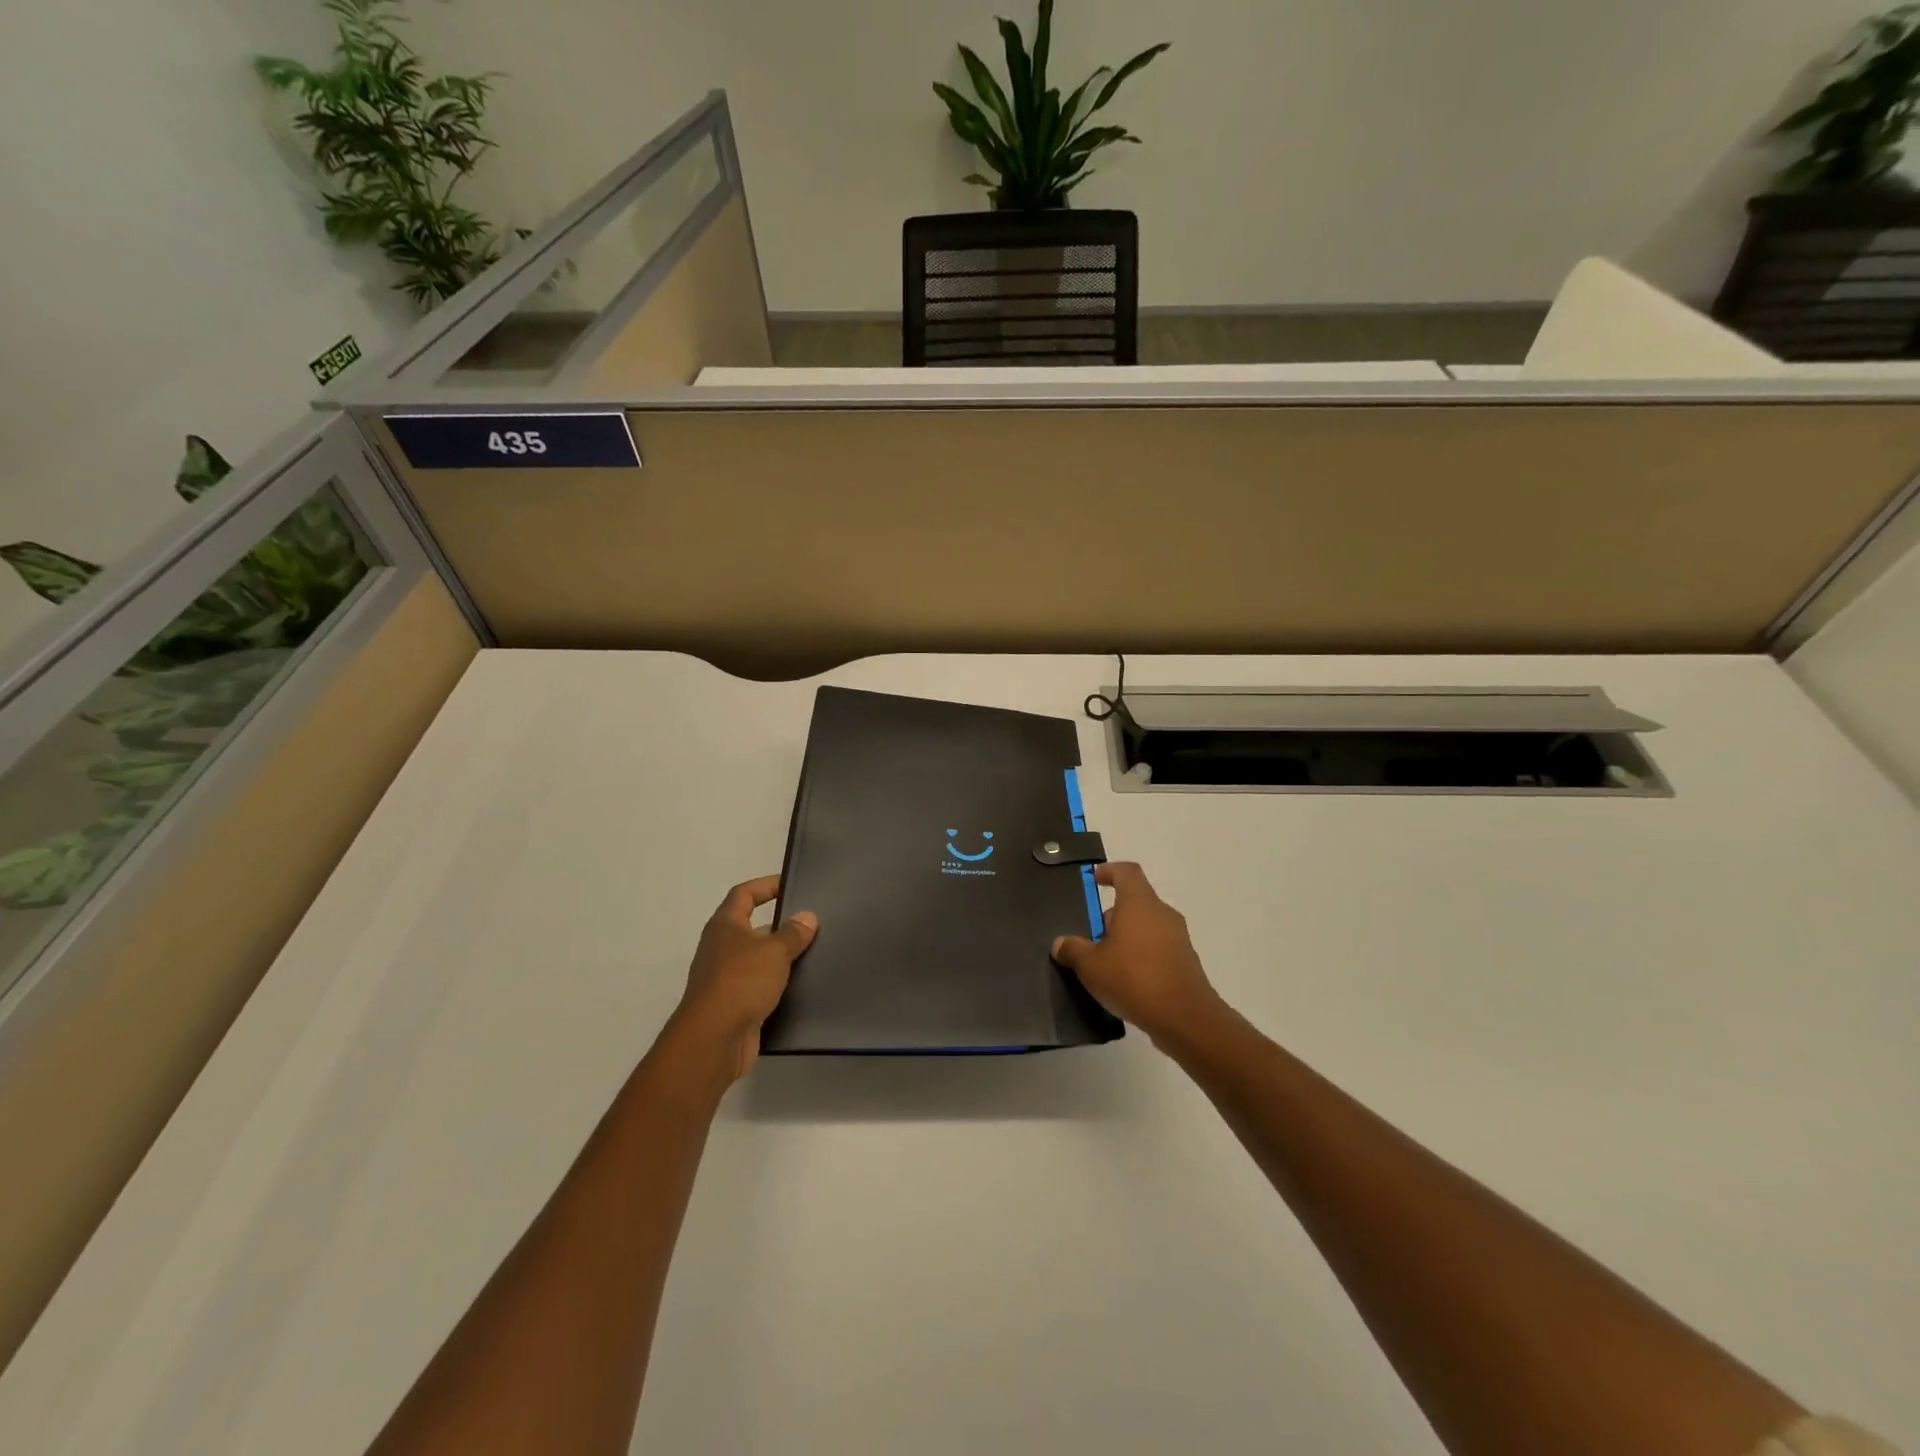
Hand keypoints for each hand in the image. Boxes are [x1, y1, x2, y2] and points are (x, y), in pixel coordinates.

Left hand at [674, 875, 816, 1081]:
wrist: (714, 1040)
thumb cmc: (741, 982)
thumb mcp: (774, 951)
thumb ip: (793, 933)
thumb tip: (807, 916)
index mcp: (725, 926)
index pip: (744, 894)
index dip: (765, 885)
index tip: (790, 883)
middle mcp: (721, 948)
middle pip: (753, 927)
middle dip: (781, 925)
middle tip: (813, 923)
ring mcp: (726, 978)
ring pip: (759, 960)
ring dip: (782, 957)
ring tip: (815, 953)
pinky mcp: (735, 1006)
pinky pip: (761, 987)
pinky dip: (778, 985)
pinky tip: (803, 986)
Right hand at [1052, 862, 1223, 1044]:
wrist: (1185, 1018)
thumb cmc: (1133, 979)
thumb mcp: (1090, 966)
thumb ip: (1073, 950)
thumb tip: (1061, 943)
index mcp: (1139, 903)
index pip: (1126, 872)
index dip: (1109, 871)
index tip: (1094, 879)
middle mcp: (1161, 913)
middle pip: (1134, 902)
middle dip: (1111, 916)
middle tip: (1090, 937)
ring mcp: (1178, 937)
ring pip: (1146, 926)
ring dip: (1126, 938)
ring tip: (1105, 963)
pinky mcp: (1185, 961)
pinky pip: (1157, 948)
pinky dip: (1141, 956)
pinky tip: (1126, 982)